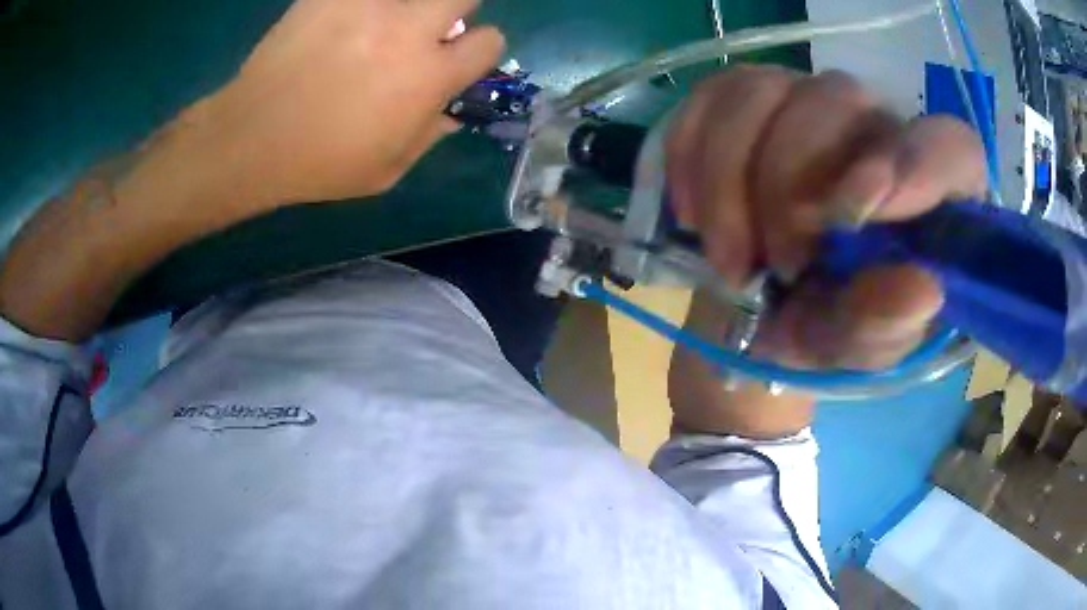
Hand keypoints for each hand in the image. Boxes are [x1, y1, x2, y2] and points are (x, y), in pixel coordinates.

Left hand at [194, 0, 504, 207]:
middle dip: (455, 13)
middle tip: (425, 30)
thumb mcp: (386, 171)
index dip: (480, 52)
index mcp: (429, 76)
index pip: (490, 42)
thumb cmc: (320, 163)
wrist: (252, 138)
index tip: (460, 60)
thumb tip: (452, 112)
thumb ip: (429, 135)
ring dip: (406, 9)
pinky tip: (341, 26)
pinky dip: (358, 9)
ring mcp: (367, 6)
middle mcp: (408, 30)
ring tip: (377, 29)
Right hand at [665, 67, 985, 437]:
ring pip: (762, 91)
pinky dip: (691, 159)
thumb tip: (923, 290)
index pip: (951, 147)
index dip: (914, 165)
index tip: (854, 217)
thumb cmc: (826, 328)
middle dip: (790, 185)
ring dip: (731, 180)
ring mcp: (807, 103)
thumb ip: (885, 325)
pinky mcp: (748, 101)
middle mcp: (875, 129)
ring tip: (730, 258)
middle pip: (838, 99)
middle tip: (779, 267)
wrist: (759, 309)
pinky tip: (695, 215)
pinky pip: (708, 99)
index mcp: (929, 195)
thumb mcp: (855, 348)